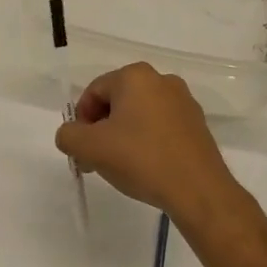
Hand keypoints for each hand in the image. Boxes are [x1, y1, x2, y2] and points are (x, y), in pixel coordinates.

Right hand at [54, 64, 254, 242]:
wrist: (198, 190)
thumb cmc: (141, 159)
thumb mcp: (90, 148)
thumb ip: (68, 135)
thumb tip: (71, 134)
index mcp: (135, 76)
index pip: (93, 92)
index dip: (81, 121)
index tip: (83, 150)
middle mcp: (162, 80)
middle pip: (117, 101)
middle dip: (101, 129)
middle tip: (97, 159)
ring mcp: (184, 101)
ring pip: (139, 114)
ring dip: (123, 136)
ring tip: (121, 166)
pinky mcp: (197, 124)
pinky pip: (160, 126)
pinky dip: (147, 141)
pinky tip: (146, 166)